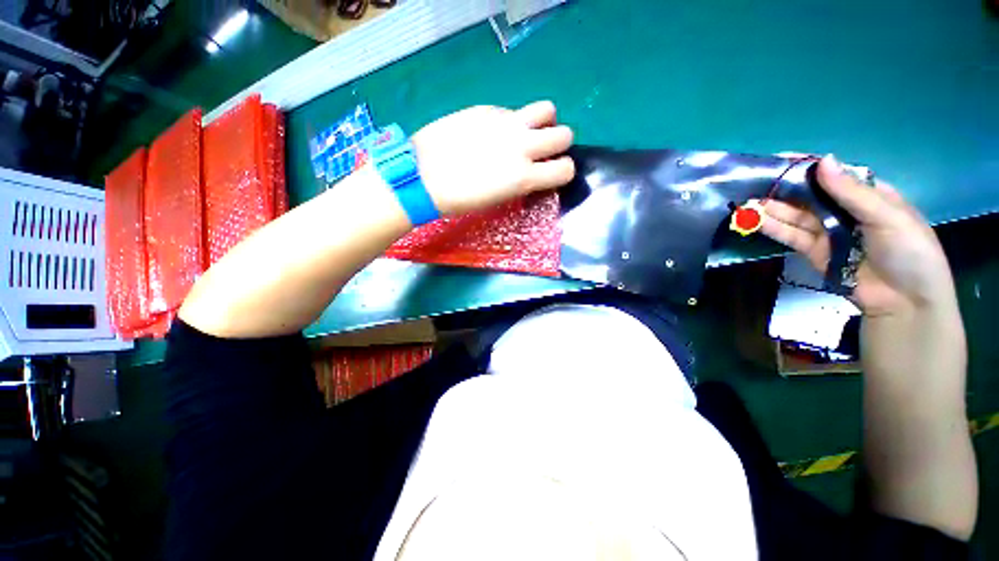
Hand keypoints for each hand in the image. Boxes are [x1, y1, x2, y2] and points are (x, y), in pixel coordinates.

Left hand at [411, 101, 575, 215]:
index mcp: (523, 177)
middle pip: (565, 134)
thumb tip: (532, 169)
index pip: (566, 169)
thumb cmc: (460, 199)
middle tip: (540, 152)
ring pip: (547, 109)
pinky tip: (492, 132)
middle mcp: (522, 146)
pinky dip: (511, 121)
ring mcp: (506, 123)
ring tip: (527, 133)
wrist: (423, 177)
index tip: (550, 174)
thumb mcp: (498, 198)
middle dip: (558, 144)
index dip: (562, 172)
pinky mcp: (487, 109)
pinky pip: (512, 111)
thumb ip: (521, 180)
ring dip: (544, 122)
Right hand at [761, 155, 956, 317]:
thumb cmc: (908, 252)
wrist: (903, 302)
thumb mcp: (887, 217)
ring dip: (772, 209)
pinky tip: (755, 221)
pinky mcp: (814, 252)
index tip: (780, 159)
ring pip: (796, 216)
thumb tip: (823, 160)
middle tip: (753, 183)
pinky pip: (791, 236)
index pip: (834, 175)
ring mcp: (828, 232)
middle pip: (809, 196)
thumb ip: (852, 192)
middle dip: (783, 189)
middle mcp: (844, 211)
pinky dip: (773, 228)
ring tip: (745, 203)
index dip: (808, 166)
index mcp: (867, 196)